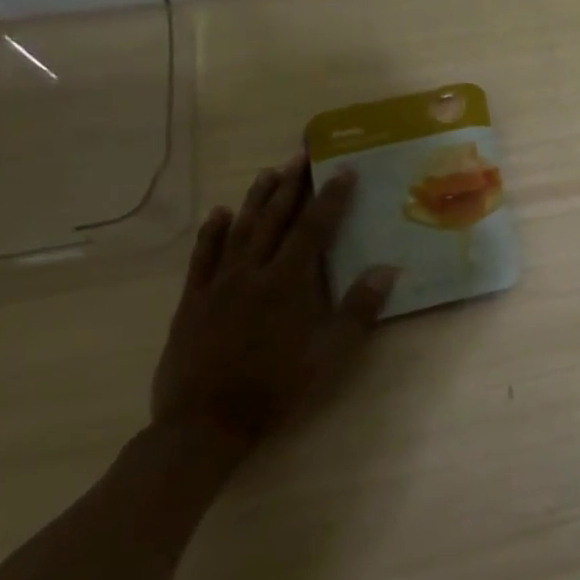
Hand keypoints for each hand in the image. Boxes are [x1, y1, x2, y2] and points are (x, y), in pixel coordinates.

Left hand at [152, 153, 397, 456]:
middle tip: (303, 155)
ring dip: (257, 199)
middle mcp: (252, 273)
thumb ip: (358, 310)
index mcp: (288, 284)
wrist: (204, 424)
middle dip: (292, 185)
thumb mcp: (329, 356)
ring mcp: (218, 285)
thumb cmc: (276, 389)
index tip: (344, 170)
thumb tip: (387, 270)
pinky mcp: (192, 301)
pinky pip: (202, 257)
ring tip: (269, 172)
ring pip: (239, 230)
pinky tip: (220, 214)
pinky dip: (212, 232)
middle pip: (275, 219)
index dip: (331, 197)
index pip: (314, 228)